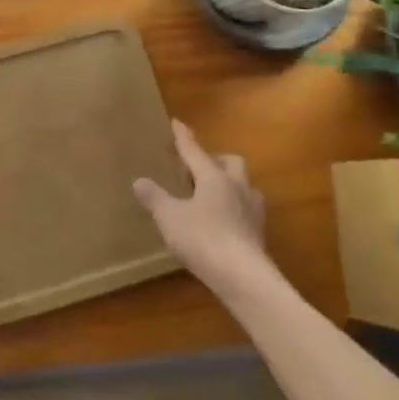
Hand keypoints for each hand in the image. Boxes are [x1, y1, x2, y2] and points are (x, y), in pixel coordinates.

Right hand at [133, 121, 271, 288]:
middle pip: (231, 162)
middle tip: (197, 167)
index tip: (177, 122)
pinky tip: (221, 221)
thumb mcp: (169, 217)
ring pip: (243, 185)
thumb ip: (154, 198)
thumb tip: (139, 181)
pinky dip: (233, 207)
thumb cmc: (203, 239)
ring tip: (211, 194)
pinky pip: (246, 208)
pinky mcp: (259, 233)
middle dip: (215, 159)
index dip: (184, 138)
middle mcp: (238, 187)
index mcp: (214, 178)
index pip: (195, 151)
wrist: (243, 277)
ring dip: (229, 183)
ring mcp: (253, 210)